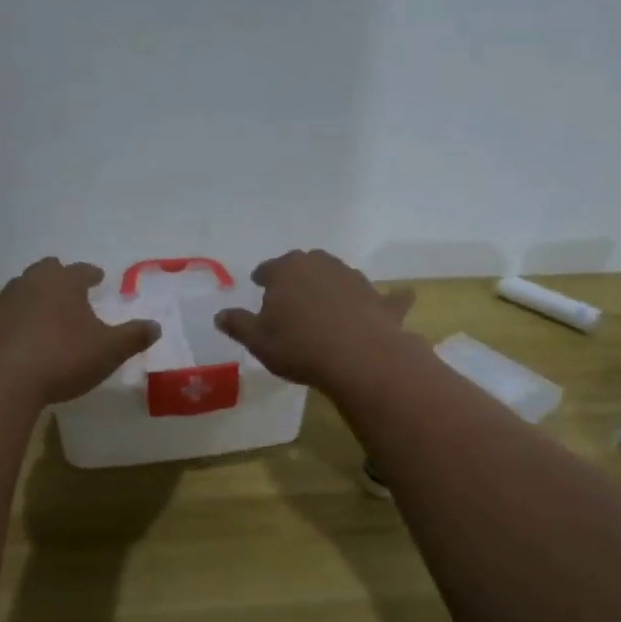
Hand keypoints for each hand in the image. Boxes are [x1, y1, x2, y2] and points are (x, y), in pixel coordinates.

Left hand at [0, 258, 159, 406]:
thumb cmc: (62, 358)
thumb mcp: (109, 350)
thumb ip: (133, 336)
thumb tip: (156, 326)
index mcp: (62, 283)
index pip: (81, 270)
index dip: (92, 274)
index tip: (98, 278)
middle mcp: (30, 284)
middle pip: (46, 271)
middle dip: (60, 278)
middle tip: (71, 291)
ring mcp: (1, 304)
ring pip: (22, 291)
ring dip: (36, 299)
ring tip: (47, 317)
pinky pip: (5, 317)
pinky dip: (16, 323)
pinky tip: (23, 341)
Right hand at [215, 250, 414, 390]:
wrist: (359, 358)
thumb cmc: (299, 347)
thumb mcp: (258, 341)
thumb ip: (238, 325)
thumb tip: (220, 314)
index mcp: (287, 270)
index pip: (269, 268)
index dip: (263, 277)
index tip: (259, 284)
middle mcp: (321, 265)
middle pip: (305, 264)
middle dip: (297, 275)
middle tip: (291, 293)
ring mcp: (354, 279)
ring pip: (339, 275)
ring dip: (332, 285)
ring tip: (327, 303)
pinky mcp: (380, 299)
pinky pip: (386, 296)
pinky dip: (390, 298)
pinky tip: (400, 299)